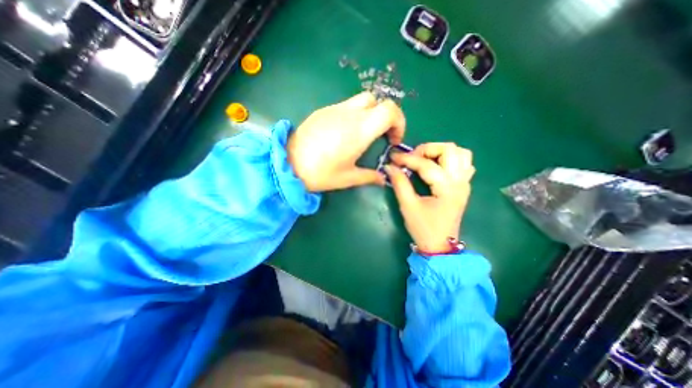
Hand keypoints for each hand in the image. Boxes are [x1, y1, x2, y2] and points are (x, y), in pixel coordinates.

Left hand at [287, 92, 405, 192]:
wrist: (288, 164)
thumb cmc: (320, 173)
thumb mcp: (348, 178)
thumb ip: (370, 176)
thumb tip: (383, 179)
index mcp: (359, 131)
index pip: (390, 110)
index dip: (399, 122)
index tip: (393, 140)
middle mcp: (349, 114)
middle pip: (378, 101)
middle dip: (385, 116)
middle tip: (381, 135)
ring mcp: (334, 109)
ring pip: (362, 100)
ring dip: (370, 114)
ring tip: (363, 134)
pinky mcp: (323, 110)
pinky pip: (346, 105)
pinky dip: (354, 115)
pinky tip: (344, 133)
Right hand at [385, 143, 476, 250]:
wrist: (439, 245)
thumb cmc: (423, 228)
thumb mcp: (408, 206)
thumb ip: (400, 183)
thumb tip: (389, 166)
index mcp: (446, 188)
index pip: (426, 164)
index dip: (407, 159)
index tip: (393, 158)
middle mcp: (459, 181)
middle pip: (450, 149)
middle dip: (427, 149)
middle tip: (412, 158)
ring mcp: (464, 183)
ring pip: (461, 153)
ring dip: (441, 152)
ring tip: (425, 159)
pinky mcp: (463, 186)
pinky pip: (464, 163)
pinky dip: (450, 159)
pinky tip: (438, 166)